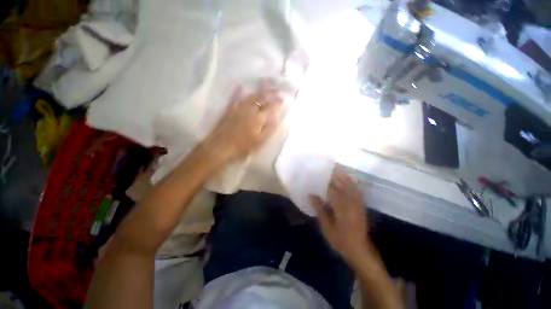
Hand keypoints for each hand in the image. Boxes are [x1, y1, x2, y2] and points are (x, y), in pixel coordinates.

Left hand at [202, 81, 283, 169]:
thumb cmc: (243, 146)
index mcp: (258, 118)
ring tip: (264, 85)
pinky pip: (235, 98)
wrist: (221, 147)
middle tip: (276, 88)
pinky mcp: (229, 110)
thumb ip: (269, 129)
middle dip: (270, 92)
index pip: (270, 107)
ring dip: (259, 91)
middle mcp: (249, 110)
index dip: (277, 102)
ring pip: (250, 96)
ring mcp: (238, 108)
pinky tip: (241, 86)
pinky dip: (239, 91)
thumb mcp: (260, 141)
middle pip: (261, 98)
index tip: (283, 98)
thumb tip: (276, 118)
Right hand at [309, 170, 370, 263]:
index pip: (331, 189)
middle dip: (335, 174)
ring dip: (343, 176)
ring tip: (335, 169)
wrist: (359, 250)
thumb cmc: (341, 240)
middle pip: (342, 184)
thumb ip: (320, 209)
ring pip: (351, 185)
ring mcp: (358, 203)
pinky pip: (356, 190)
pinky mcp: (361, 205)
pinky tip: (347, 179)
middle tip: (326, 167)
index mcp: (341, 208)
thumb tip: (311, 195)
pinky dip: (351, 182)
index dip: (324, 181)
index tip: (317, 174)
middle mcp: (351, 202)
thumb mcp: (327, 227)